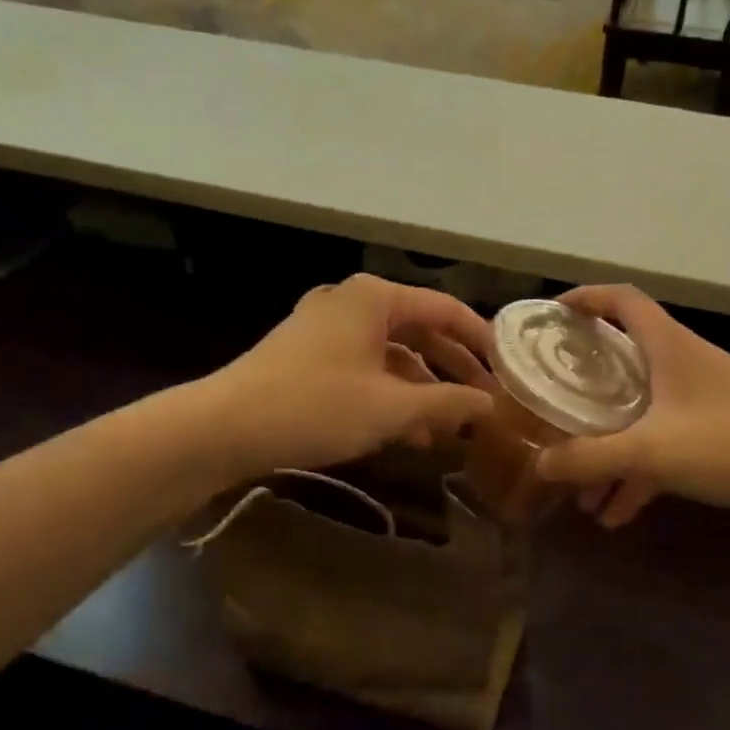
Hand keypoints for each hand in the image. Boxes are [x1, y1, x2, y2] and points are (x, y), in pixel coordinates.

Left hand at [203, 274, 497, 477]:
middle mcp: (352, 302)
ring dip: (421, 389)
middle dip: (451, 369)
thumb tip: (490, 404)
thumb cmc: (315, 407)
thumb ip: (447, 403)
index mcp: (375, 297)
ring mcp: (325, 327)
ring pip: (391, 354)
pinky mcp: (307, 355)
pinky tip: (406, 432)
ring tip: (447, 428)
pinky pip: (364, 367)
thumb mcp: (391, 408)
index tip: (506, 369)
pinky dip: (389, 394)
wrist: (222, 427)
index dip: (480, 339)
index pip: (445, 309)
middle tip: (484, 401)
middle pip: (419, 330)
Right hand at [535, 285, 729, 528]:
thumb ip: (590, 458)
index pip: (621, 300)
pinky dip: (639, 473)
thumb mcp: (650, 451)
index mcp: (668, 346)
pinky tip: (617, 513)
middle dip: (586, 387)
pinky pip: (665, 446)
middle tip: (554, 405)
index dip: (585, 298)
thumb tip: (541, 465)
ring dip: (611, 447)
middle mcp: (684, 363)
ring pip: (642, 413)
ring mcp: (703, 400)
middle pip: (624, 359)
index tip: (552, 316)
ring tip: (581, 492)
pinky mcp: (718, 434)